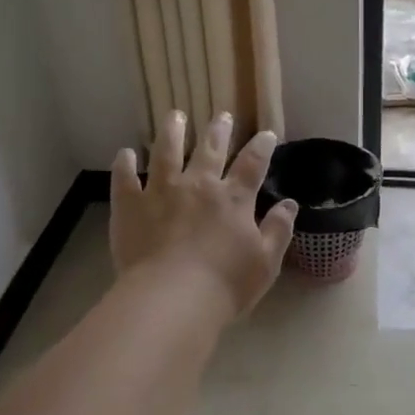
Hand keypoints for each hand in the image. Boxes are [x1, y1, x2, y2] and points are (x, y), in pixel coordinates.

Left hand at [110, 111, 297, 318]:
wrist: (172, 299)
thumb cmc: (225, 285)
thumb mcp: (265, 262)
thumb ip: (278, 230)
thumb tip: (290, 204)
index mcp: (233, 200)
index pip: (252, 165)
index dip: (261, 147)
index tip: (265, 134)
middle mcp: (198, 186)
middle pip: (210, 150)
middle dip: (218, 131)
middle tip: (221, 115)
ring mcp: (161, 192)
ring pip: (166, 153)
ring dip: (172, 132)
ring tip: (174, 116)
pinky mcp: (130, 206)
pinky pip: (124, 179)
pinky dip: (124, 165)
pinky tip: (124, 154)